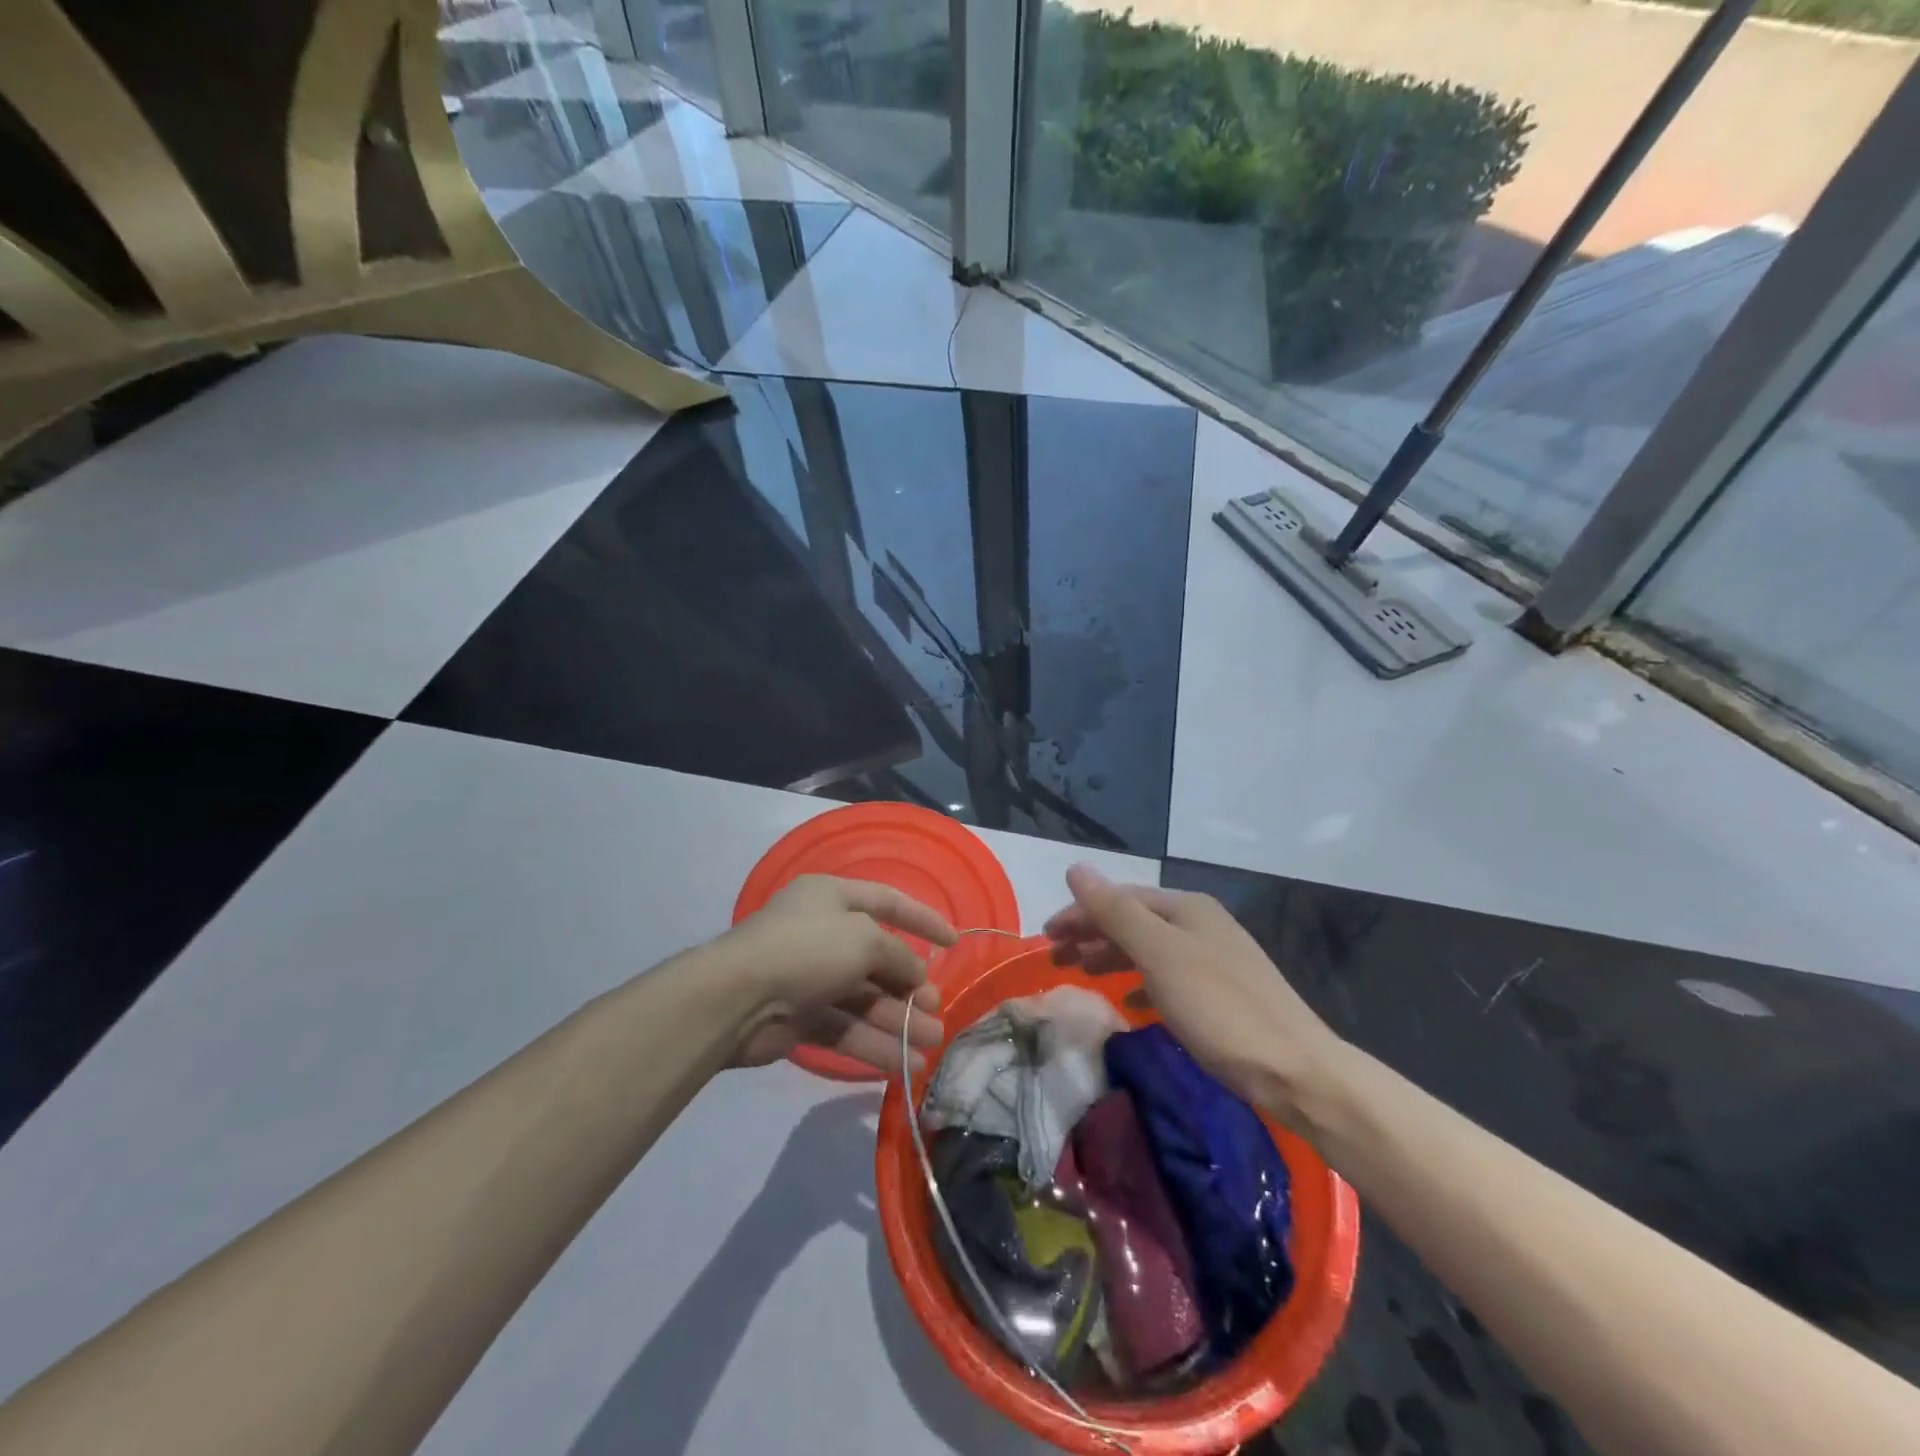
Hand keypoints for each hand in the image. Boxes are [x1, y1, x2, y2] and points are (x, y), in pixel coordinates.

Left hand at [715, 875, 956, 1075]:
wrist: (737, 998)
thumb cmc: (807, 949)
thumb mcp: (864, 939)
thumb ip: (898, 956)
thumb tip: (916, 974)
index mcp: (832, 898)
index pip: (888, 902)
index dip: (923, 920)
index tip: (954, 942)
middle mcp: (823, 933)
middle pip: (878, 959)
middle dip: (910, 987)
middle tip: (937, 1010)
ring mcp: (811, 976)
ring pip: (865, 999)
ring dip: (899, 1022)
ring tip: (932, 1044)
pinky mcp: (801, 1017)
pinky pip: (846, 1028)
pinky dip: (873, 1044)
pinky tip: (902, 1064)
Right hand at [1043, 864, 1343, 1120]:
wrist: (1296, 1071)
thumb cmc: (1220, 1008)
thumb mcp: (1160, 955)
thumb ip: (1115, 912)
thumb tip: (1076, 868)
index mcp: (1186, 908)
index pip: (1119, 898)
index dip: (1079, 914)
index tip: (1045, 939)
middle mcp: (1201, 924)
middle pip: (1133, 920)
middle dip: (1092, 934)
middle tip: (1055, 958)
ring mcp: (1215, 958)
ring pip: (1150, 948)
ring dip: (1112, 956)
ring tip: (1082, 973)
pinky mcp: (1223, 994)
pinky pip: (1168, 977)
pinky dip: (1142, 983)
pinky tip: (1131, 1002)